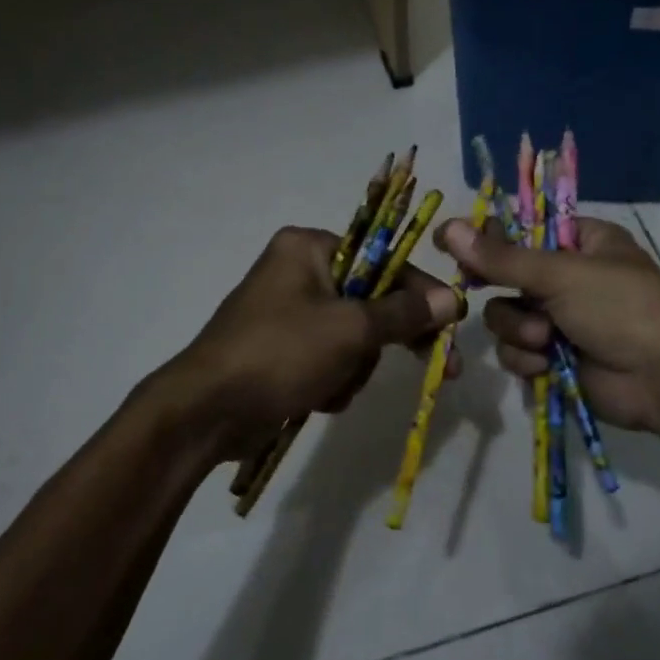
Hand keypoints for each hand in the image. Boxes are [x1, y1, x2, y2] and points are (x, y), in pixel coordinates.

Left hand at [164, 226, 462, 462]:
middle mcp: (298, 271)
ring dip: (354, 368)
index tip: (453, 323)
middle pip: (371, 301)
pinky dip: (332, 381)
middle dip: (384, 341)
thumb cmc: (280, 353)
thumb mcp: (350, 330)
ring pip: (353, 337)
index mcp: (309, 248)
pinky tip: (317, 399)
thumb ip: (404, 314)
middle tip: (439, 367)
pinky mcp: (282, 350)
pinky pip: (329, 359)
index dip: (422, 294)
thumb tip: (453, 299)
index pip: (384, 261)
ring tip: (333, 387)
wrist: (206, 411)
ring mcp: (288, 313)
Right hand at [435, 216, 659, 432]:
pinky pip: (516, 352)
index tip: (453, 243)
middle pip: (505, 277)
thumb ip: (501, 257)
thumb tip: (447, 227)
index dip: (487, 236)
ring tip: (545, 341)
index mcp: (580, 242)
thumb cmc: (620, 307)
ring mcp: (559, 320)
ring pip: (505, 317)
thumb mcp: (561, 274)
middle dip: (507, 295)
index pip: (521, 229)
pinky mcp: (552, 358)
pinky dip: (526, 359)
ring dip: (518, 330)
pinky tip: (545, 365)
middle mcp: (566, 277)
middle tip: (490, 292)